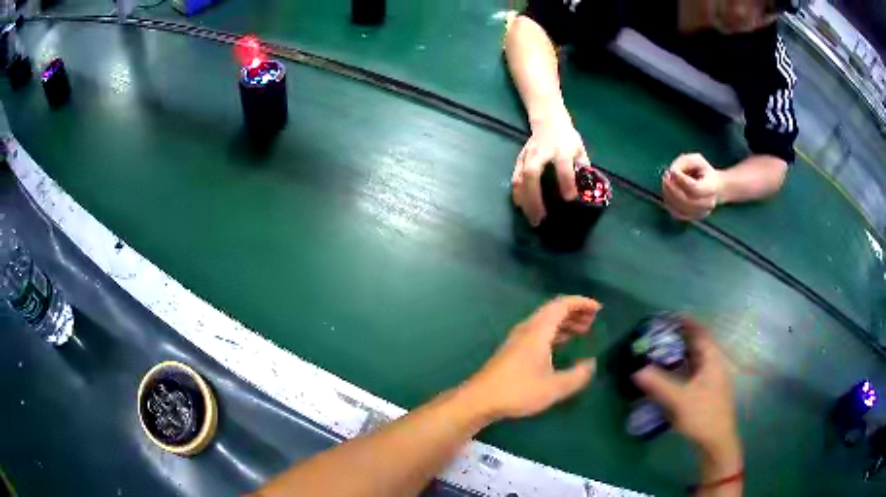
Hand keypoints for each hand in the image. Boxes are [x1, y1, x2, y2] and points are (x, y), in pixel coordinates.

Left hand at [462, 296, 599, 420]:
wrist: (480, 399)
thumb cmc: (518, 391)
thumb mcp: (554, 387)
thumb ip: (577, 375)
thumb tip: (591, 364)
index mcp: (538, 331)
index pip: (561, 305)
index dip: (581, 303)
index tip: (598, 308)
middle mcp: (527, 329)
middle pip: (553, 310)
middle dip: (575, 311)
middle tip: (593, 319)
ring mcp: (518, 339)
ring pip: (545, 321)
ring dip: (565, 322)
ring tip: (583, 330)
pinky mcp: (513, 350)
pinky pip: (539, 331)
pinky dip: (555, 332)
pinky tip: (561, 344)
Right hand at [512, 112, 589, 226]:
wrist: (548, 121)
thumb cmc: (567, 139)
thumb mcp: (580, 150)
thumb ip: (582, 170)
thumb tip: (586, 194)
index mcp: (561, 149)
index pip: (563, 166)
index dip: (566, 182)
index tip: (570, 198)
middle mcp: (542, 152)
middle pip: (533, 173)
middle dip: (535, 197)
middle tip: (541, 217)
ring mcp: (528, 156)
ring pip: (521, 178)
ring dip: (524, 200)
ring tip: (531, 218)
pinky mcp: (520, 160)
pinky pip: (515, 178)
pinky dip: (517, 194)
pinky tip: (522, 207)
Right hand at [631, 317, 738, 459]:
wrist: (717, 442)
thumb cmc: (703, 415)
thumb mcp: (680, 400)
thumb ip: (659, 384)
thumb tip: (637, 371)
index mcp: (713, 360)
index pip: (702, 333)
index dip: (689, 322)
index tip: (672, 316)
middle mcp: (715, 366)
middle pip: (699, 346)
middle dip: (682, 338)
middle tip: (661, 335)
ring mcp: (713, 380)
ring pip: (697, 361)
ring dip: (682, 355)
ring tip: (662, 352)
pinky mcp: (708, 392)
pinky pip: (694, 373)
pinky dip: (683, 369)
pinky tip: (671, 376)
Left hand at [662, 153, 721, 220]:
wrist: (714, 187)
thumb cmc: (702, 170)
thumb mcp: (695, 159)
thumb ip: (683, 162)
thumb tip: (672, 172)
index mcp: (712, 187)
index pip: (695, 188)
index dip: (681, 180)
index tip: (672, 170)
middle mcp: (708, 203)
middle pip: (687, 201)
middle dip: (672, 188)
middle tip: (665, 176)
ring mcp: (701, 213)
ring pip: (680, 209)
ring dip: (668, 195)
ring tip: (666, 181)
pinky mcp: (692, 218)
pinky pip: (676, 214)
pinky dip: (669, 203)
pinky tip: (667, 192)